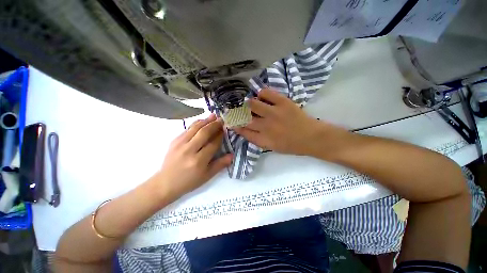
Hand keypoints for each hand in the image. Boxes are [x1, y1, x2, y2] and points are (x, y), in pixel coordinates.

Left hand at [154, 114, 231, 198]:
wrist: (165, 183)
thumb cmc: (189, 181)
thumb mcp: (207, 176)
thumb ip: (220, 164)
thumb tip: (232, 155)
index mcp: (199, 160)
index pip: (213, 144)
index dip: (220, 135)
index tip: (225, 129)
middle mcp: (189, 150)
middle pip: (204, 133)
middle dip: (214, 125)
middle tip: (221, 119)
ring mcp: (180, 144)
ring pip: (195, 128)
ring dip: (206, 121)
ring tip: (213, 116)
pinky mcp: (174, 141)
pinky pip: (187, 129)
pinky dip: (196, 123)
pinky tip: (202, 121)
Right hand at [234, 89, 342, 155]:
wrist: (312, 137)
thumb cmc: (291, 145)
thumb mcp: (271, 147)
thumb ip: (257, 139)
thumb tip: (246, 129)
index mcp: (263, 139)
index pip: (243, 131)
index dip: (235, 125)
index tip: (230, 121)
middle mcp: (265, 126)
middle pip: (244, 117)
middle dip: (236, 113)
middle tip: (235, 109)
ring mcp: (274, 113)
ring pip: (252, 104)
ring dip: (248, 103)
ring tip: (249, 103)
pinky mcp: (283, 103)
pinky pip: (266, 93)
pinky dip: (261, 93)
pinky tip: (262, 96)